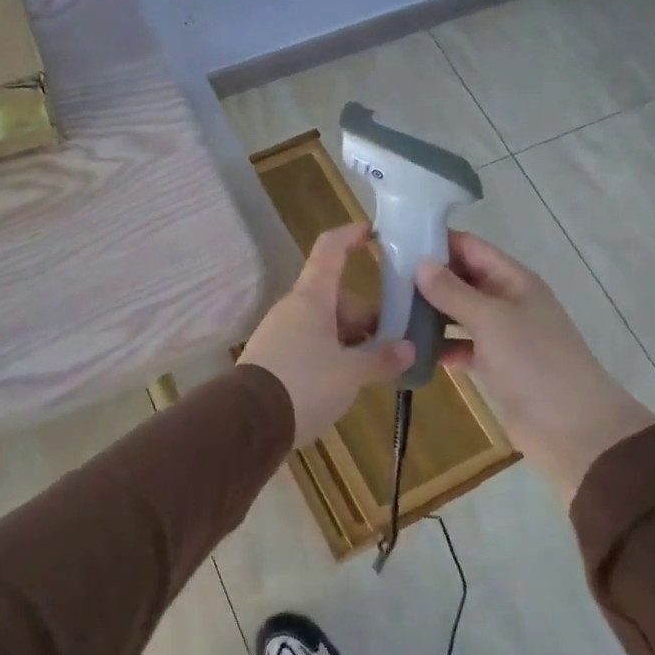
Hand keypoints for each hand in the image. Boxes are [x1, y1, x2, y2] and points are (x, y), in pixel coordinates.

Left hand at [239, 224, 413, 446]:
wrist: (247, 422)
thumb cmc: (303, 384)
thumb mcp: (350, 374)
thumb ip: (381, 359)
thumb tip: (407, 348)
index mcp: (312, 298)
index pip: (330, 249)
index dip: (351, 236)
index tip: (373, 231)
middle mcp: (293, 308)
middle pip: (334, 296)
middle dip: (364, 316)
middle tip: (389, 344)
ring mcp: (279, 333)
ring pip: (323, 323)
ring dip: (348, 339)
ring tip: (371, 369)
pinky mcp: (271, 358)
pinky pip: (308, 345)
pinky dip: (329, 354)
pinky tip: (343, 382)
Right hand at [416, 231, 654, 503]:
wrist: (573, 426)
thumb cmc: (534, 361)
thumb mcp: (491, 319)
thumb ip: (453, 291)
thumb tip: (420, 262)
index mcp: (514, 280)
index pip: (471, 248)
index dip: (438, 241)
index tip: (397, 242)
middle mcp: (507, 301)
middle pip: (463, 279)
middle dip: (428, 278)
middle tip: (384, 279)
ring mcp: (501, 335)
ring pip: (459, 314)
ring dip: (430, 313)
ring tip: (390, 311)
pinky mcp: (495, 365)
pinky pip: (461, 346)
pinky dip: (441, 347)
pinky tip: (412, 350)